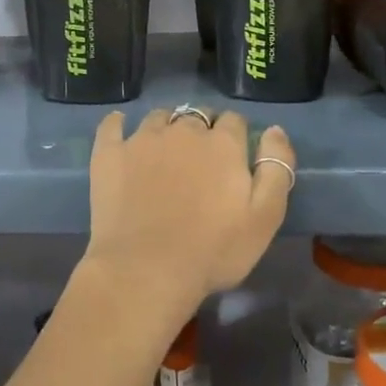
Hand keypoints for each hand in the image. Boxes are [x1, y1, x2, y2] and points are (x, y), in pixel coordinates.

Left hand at [84, 108, 294, 321]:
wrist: (146, 270)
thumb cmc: (213, 250)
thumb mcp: (266, 217)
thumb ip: (276, 169)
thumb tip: (275, 130)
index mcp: (222, 143)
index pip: (234, 121)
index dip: (236, 135)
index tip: (233, 157)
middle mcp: (183, 130)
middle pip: (197, 116)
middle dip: (202, 130)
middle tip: (200, 159)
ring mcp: (142, 139)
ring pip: (159, 118)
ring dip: (166, 127)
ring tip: (164, 150)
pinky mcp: (109, 153)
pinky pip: (112, 125)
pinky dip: (118, 124)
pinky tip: (120, 129)